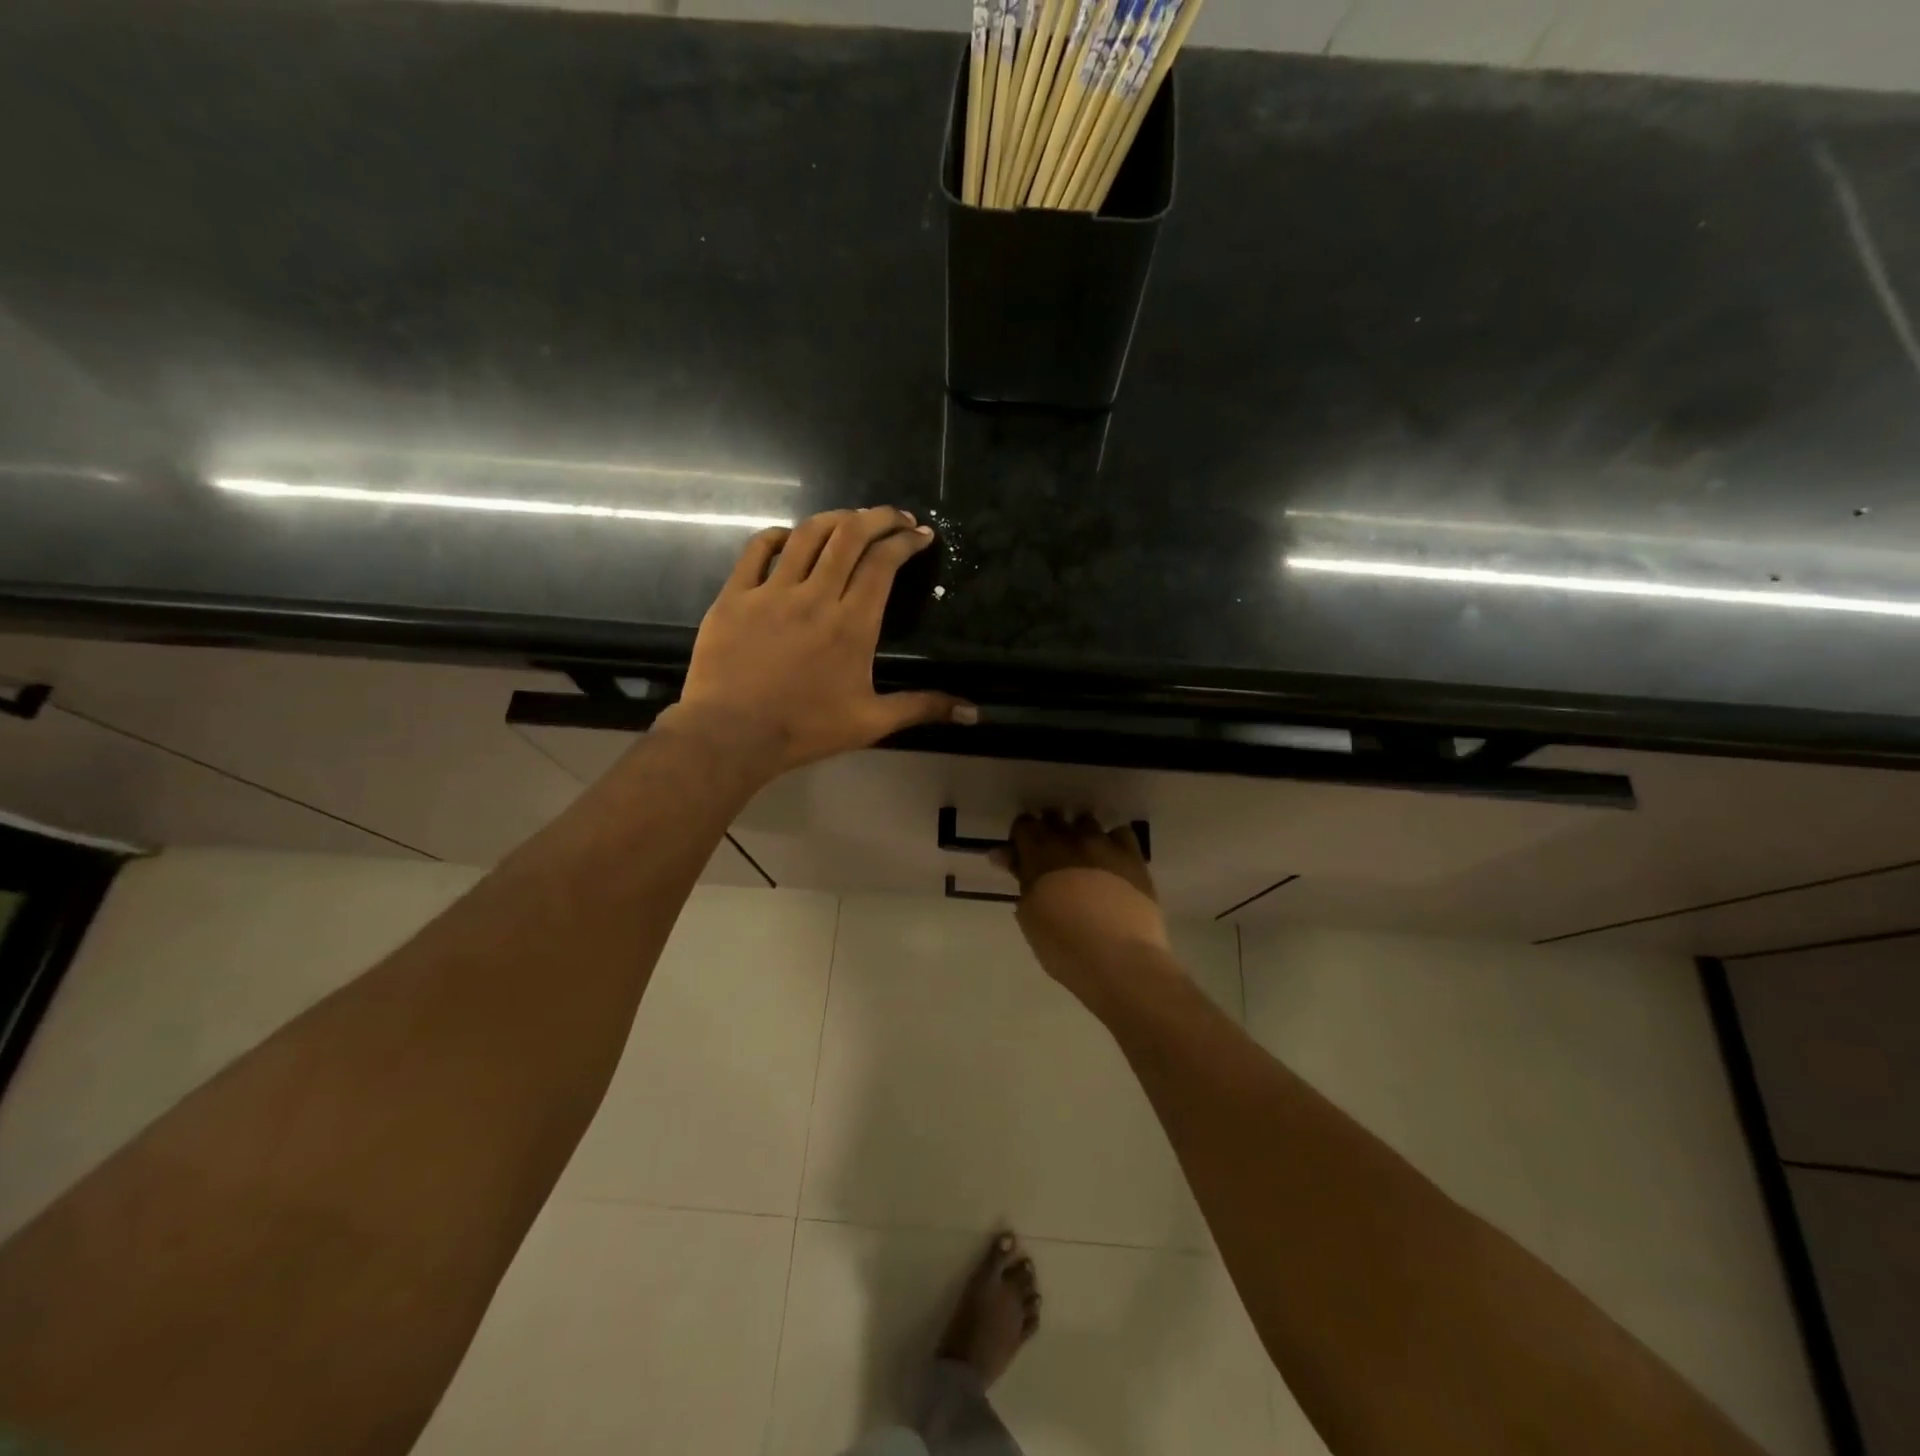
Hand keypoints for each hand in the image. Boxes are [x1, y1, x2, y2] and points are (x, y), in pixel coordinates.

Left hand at [668, 506, 973, 780]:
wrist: (732, 735)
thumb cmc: (806, 729)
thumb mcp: (872, 722)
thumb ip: (922, 707)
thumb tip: (974, 713)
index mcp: (853, 623)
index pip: (884, 563)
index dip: (906, 541)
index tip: (921, 535)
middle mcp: (816, 595)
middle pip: (851, 536)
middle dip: (879, 517)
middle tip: (896, 517)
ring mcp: (772, 591)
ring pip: (809, 534)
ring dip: (836, 519)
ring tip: (852, 520)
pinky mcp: (736, 595)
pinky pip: (758, 549)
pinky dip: (779, 535)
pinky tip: (791, 537)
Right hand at [992, 813, 1171, 992]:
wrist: (1119, 959)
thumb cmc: (1063, 946)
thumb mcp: (1030, 916)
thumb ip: (1020, 879)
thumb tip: (1004, 855)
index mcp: (1040, 853)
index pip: (1024, 825)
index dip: (1022, 838)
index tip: (1022, 855)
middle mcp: (1072, 839)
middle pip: (1055, 819)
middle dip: (1049, 833)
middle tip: (1050, 860)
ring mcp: (1105, 845)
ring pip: (1087, 823)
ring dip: (1080, 835)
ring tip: (1082, 860)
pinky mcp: (1133, 857)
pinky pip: (1120, 834)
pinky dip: (1113, 842)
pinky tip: (1112, 861)